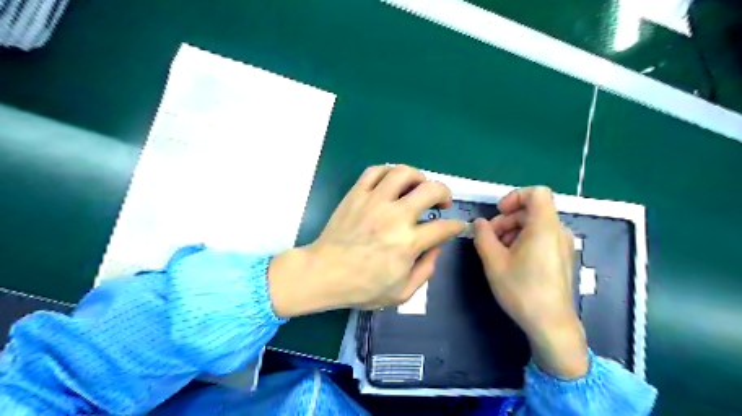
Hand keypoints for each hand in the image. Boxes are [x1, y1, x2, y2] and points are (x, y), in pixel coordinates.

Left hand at [267, 165, 461, 315]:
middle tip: (442, 201)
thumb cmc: (362, 287)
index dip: (456, 225)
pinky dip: (388, 172)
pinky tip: (392, 182)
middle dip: (444, 192)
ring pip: (403, 173)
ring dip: (418, 177)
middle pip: (430, 190)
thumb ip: (426, 270)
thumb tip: (437, 247)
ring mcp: (374, 201)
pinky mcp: (356, 194)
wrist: (324, 273)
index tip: (457, 225)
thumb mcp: (402, 292)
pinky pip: (375, 171)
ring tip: (419, 186)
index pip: (444, 227)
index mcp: (408, 243)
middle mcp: (395, 216)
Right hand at [471, 186, 588, 377]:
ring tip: (497, 251)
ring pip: (535, 224)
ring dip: (513, 231)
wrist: (550, 324)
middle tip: (489, 238)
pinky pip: (542, 237)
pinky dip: (524, 240)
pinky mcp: (562, 257)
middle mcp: (558, 231)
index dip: (514, 196)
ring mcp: (563, 245)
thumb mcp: (493, 261)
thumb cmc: (521, 290)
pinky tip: (511, 260)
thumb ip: (483, 236)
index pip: (537, 192)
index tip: (498, 212)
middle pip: (531, 210)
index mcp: (544, 227)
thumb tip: (479, 223)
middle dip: (507, 219)